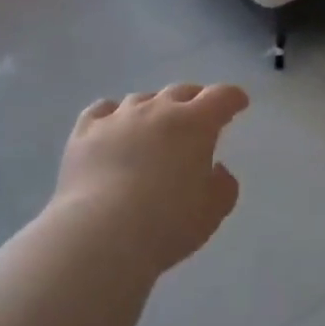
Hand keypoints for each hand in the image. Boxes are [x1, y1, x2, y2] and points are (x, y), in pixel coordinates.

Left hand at [54, 83, 248, 276]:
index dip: (233, 98)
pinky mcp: (85, 131)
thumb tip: (216, 169)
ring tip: (154, 126)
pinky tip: (112, 126)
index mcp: (195, 123)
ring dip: (154, 108)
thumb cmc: (167, 223)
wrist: (101, 234)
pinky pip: (102, 110)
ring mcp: (118, 117)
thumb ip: (223, 186)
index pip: (221, 97)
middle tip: (198, 115)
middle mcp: (158, 110)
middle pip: (181, 91)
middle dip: (194, 100)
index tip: (238, 103)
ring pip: (141, 99)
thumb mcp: (212, 211)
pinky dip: (112, 114)